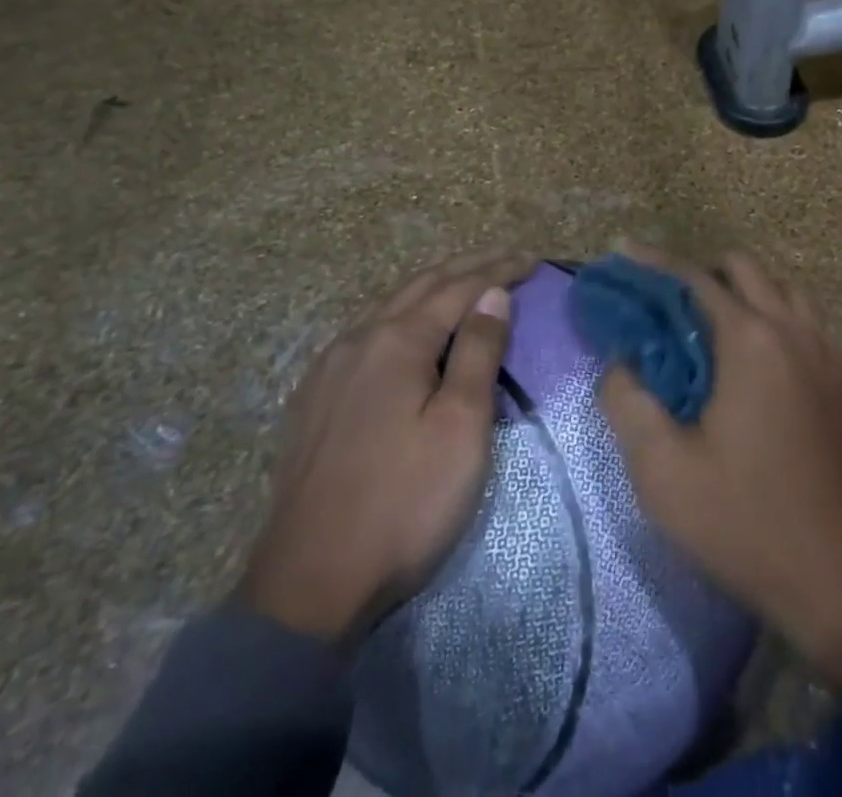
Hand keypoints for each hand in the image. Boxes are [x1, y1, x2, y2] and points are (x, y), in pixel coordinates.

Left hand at [238, 248, 536, 643]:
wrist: (308, 584)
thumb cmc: (404, 503)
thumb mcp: (460, 427)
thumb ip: (478, 352)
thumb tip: (493, 293)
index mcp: (397, 340)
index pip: (459, 287)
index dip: (498, 269)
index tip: (532, 259)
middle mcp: (358, 339)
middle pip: (421, 285)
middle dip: (468, 267)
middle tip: (507, 257)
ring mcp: (329, 367)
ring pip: (389, 305)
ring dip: (433, 286)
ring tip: (465, 282)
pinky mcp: (314, 397)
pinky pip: (366, 331)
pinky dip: (402, 313)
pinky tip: (406, 327)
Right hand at [598, 246, 841, 729]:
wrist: (841, 583)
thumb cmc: (743, 523)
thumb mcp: (661, 470)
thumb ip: (627, 400)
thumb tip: (620, 362)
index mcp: (751, 341)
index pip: (694, 278)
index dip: (654, 262)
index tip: (624, 253)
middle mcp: (795, 331)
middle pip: (745, 269)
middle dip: (702, 271)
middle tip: (668, 303)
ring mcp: (831, 355)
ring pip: (784, 291)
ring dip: (746, 293)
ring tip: (713, 329)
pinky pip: (809, 327)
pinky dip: (777, 322)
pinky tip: (759, 368)